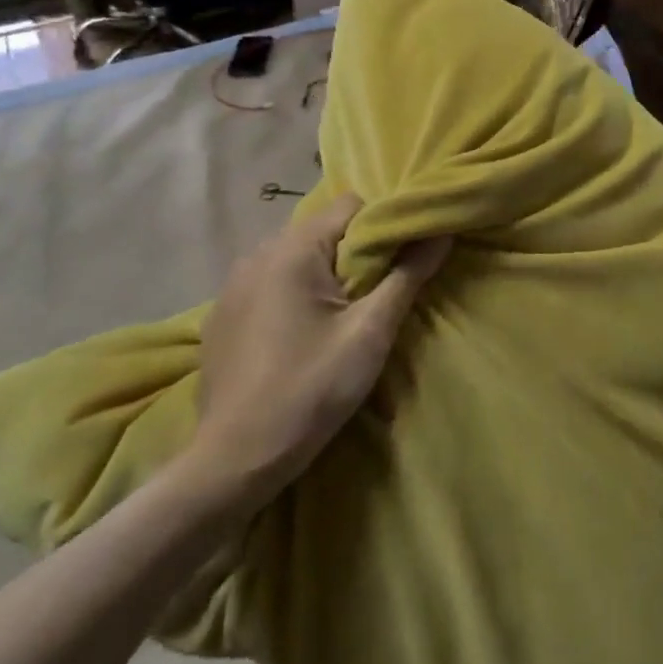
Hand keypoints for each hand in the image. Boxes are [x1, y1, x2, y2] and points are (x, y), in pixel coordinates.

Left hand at [186, 195, 449, 512]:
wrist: (236, 458)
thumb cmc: (312, 389)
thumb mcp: (371, 333)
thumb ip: (408, 275)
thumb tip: (441, 231)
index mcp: (293, 249)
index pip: (351, 205)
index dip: (384, 226)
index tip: (401, 263)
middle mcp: (256, 253)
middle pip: (322, 230)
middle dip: (355, 254)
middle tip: (376, 297)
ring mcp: (232, 284)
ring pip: (295, 257)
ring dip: (324, 275)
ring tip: (341, 319)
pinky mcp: (221, 314)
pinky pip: (270, 283)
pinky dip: (294, 294)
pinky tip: (300, 337)